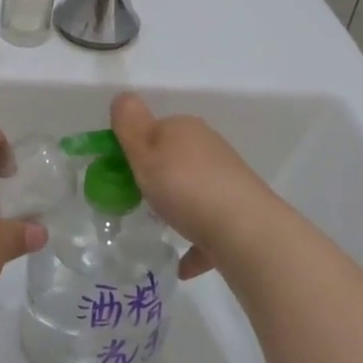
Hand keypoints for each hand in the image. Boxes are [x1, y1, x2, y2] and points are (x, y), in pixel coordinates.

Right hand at [110, 92, 287, 279]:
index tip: (119, 173)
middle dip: (157, 176)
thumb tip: (123, 97)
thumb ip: (129, 125)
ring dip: (178, 205)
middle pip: (175, 158)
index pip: (154, 128)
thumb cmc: (184, 186)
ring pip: (194, 190)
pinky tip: (182, 265)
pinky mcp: (239, 211)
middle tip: (134, 200)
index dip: (134, 148)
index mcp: (184, 129)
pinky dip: (196, 240)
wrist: (244, 230)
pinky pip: (209, 225)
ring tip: (157, 227)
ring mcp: (227, 179)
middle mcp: (209, 147)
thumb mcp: (145, 152)